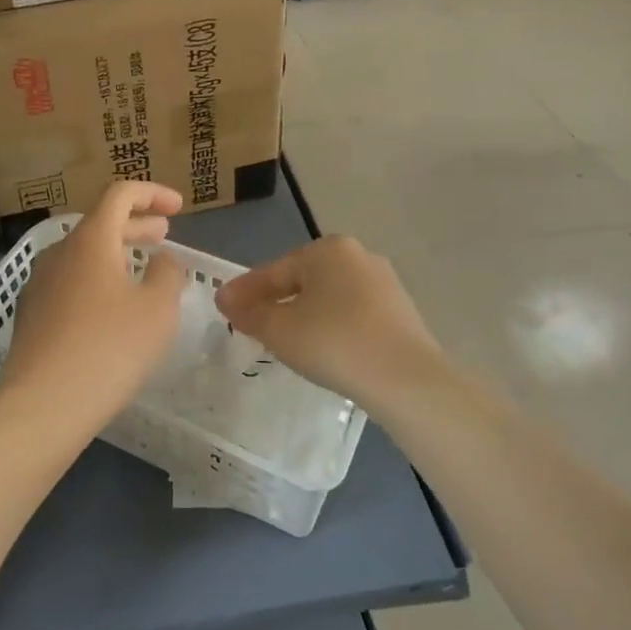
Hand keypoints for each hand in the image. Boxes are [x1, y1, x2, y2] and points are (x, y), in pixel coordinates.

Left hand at [0, 182, 188, 429]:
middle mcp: (59, 252)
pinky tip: (112, 308)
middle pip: (100, 223)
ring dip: (116, 254)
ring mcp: (40, 283)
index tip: (178, 207)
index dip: (152, 193)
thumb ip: (167, 274)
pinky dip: (97, 279)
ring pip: (84, 254)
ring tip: (141, 271)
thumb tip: (163, 260)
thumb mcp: (157, 309)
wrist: (43, 404)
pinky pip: (71, 281)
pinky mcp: (32, 313)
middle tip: (164, 235)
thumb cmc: (109, 348)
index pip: (120, 194)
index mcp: (90, 239)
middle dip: (136, 225)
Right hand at [215, 236, 450, 415]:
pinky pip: (352, 315)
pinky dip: (332, 327)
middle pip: (302, 281)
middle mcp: (359, 256)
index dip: (246, 292)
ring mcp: (385, 284)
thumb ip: (248, 312)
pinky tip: (324, 349)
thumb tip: (224, 298)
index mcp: (328, 249)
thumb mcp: (279, 329)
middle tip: (252, 326)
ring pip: (328, 298)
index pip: (274, 271)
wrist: (406, 379)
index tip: (224, 308)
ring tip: (285, 341)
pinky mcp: (401, 313)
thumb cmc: (334, 343)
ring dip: (304, 315)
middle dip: (276, 301)